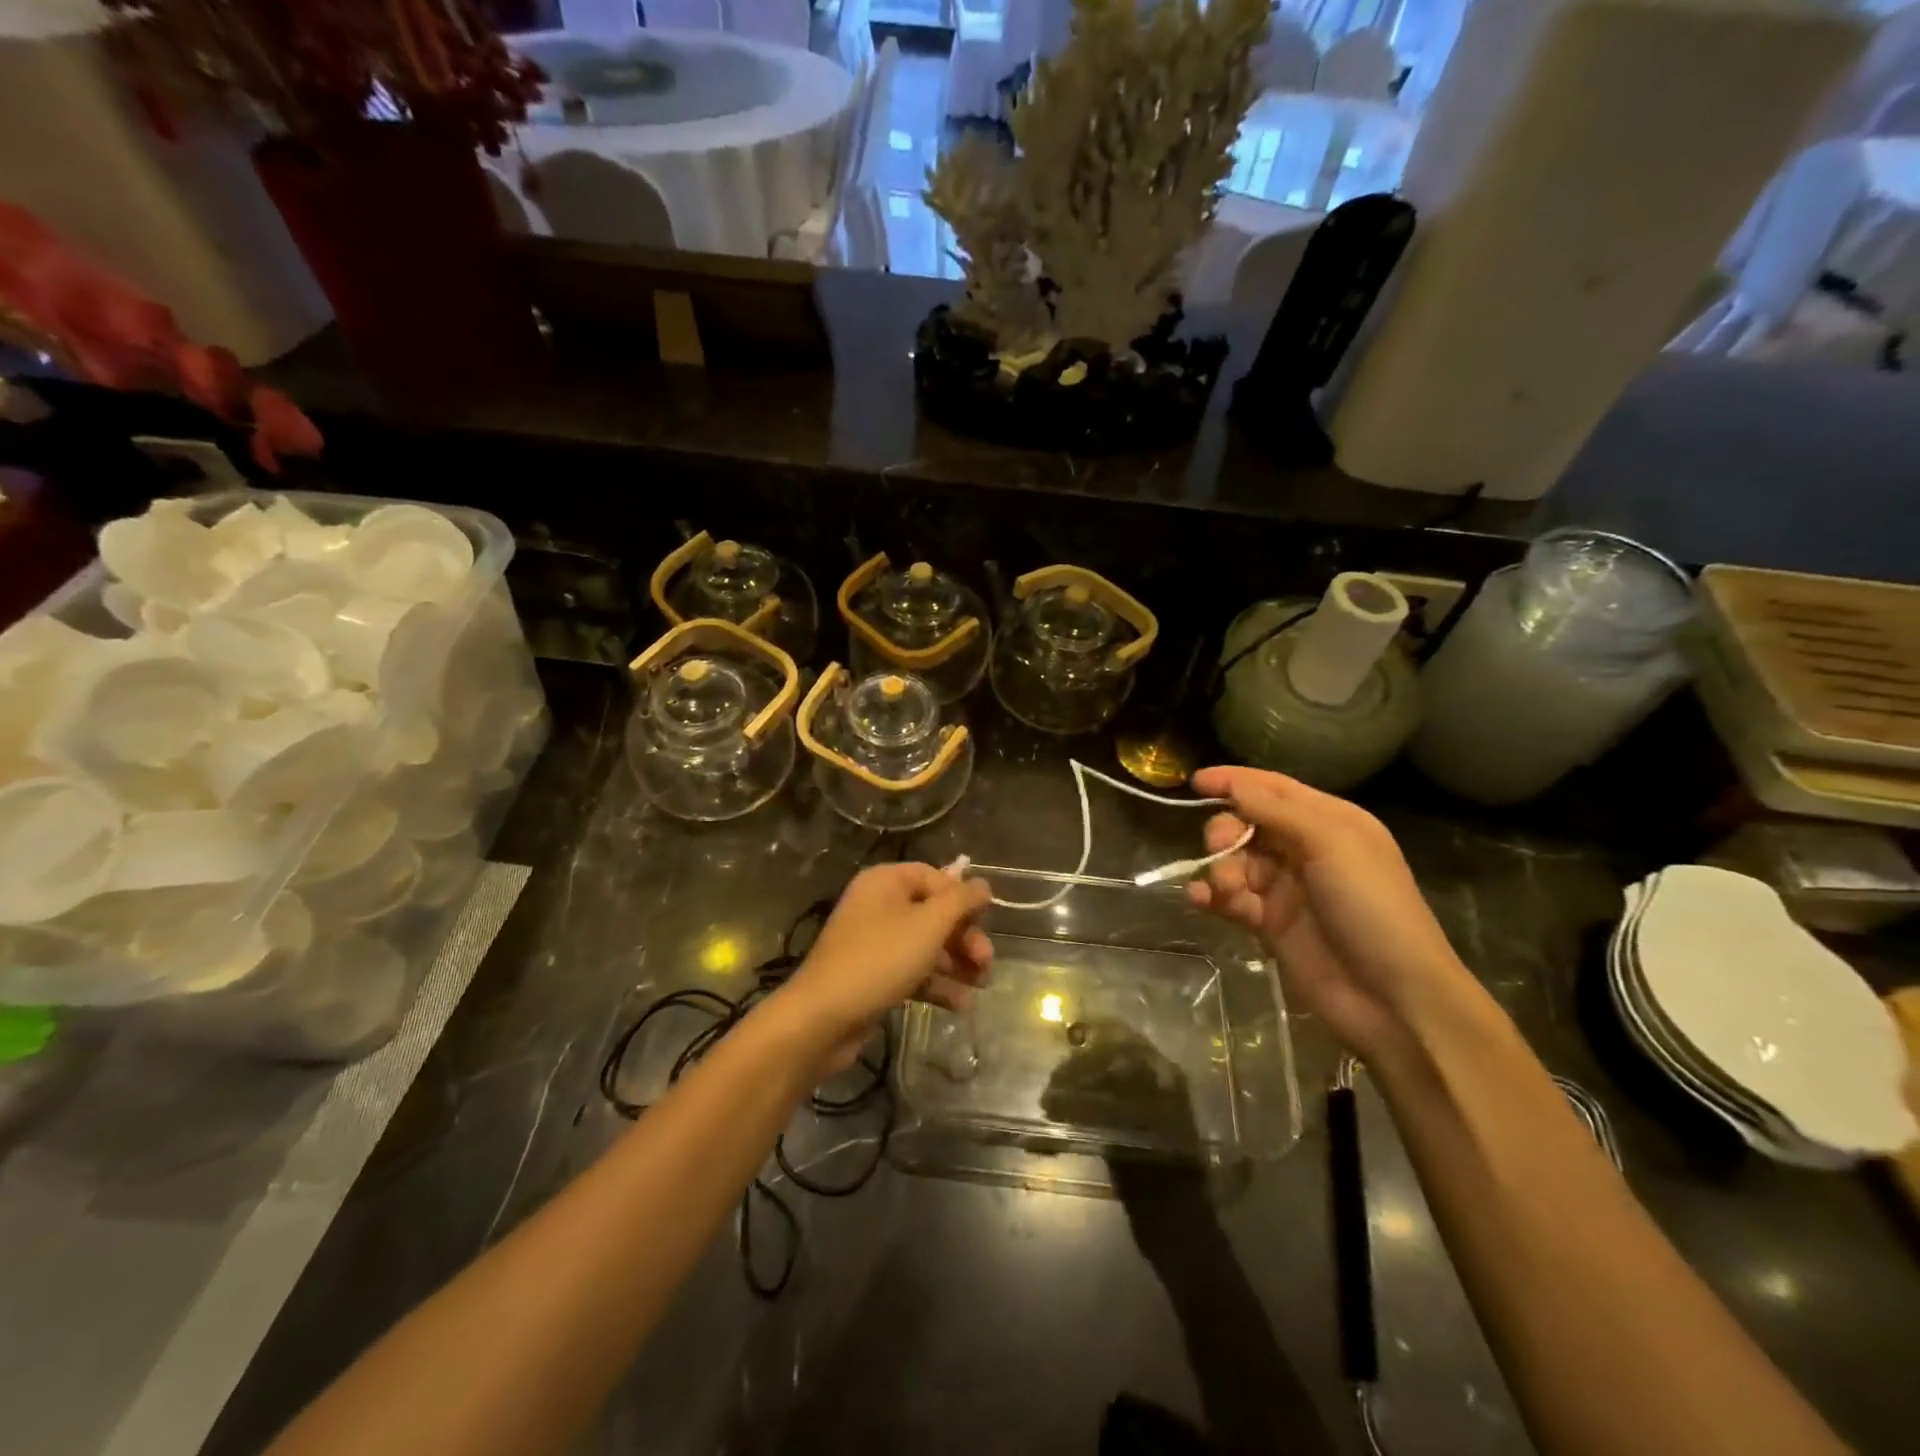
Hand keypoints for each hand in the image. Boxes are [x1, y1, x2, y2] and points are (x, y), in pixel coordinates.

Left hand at [783, 863, 992, 1063]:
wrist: (823, 1018)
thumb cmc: (880, 959)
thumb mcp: (928, 925)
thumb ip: (961, 901)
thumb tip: (984, 885)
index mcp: (885, 882)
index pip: (935, 877)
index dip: (962, 898)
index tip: (987, 920)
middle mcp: (878, 905)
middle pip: (933, 913)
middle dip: (964, 937)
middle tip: (986, 962)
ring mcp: (874, 942)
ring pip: (926, 945)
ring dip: (956, 963)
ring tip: (981, 986)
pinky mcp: (874, 975)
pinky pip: (913, 971)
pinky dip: (937, 984)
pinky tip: (962, 1005)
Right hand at [1185, 766, 1469, 1056]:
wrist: (1392, 997)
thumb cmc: (1372, 907)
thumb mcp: (1332, 844)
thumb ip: (1277, 811)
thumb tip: (1234, 786)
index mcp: (1329, 822)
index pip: (1273, 789)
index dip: (1235, 781)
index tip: (1195, 783)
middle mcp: (1305, 849)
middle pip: (1247, 824)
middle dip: (1225, 831)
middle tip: (1218, 848)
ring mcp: (1286, 888)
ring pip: (1234, 862)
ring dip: (1220, 870)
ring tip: (1225, 890)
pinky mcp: (1269, 923)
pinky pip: (1230, 899)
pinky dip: (1212, 897)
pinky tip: (1202, 901)